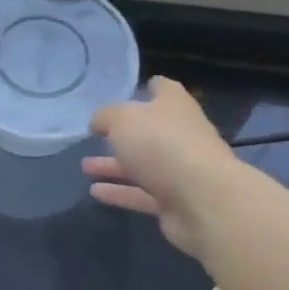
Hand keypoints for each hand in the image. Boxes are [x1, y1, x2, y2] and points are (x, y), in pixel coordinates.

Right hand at [82, 76, 234, 256]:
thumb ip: (105, 117)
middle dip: (123, 134)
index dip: (148, 88)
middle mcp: (181, 135)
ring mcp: (180, 170)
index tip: (129, 91)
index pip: (164, 89)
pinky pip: (142, 194)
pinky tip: (94, 192)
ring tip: (85, 166)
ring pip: (143, 165)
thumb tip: (98, 123)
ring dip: (115, 166)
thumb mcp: (122, 120)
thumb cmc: (162, 145)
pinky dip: (120, 192)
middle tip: (95, 136)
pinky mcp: (175, 201)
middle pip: (151, 130)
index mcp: (175, 106)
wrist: (203, 200)